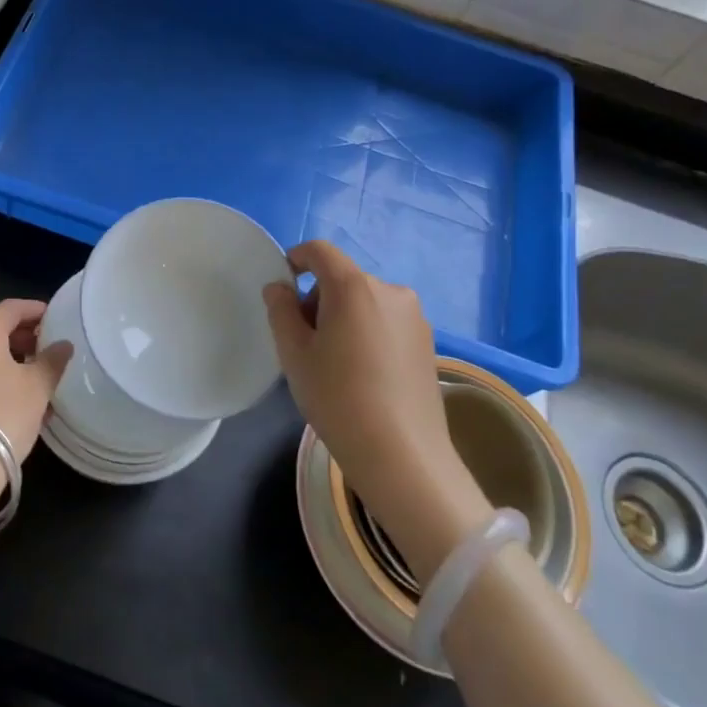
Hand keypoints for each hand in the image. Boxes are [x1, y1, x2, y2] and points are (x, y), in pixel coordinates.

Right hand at [262, 241, 492, 578]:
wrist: (402, 456)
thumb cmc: (338, 398)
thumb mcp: (294, 354)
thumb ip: (281, 310)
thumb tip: (279, 287)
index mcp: (354, 286)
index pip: (320, 251)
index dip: (296, 258)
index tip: (282, 286)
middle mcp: (390, 291)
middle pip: (343, 278)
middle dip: (318, 298)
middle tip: (304, 341)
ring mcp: (414, 317)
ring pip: (366, 301)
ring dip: (343, 317)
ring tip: (334, 363)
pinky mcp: (428, 342)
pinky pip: (386, 322)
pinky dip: (367, 332)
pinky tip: (362, 374)